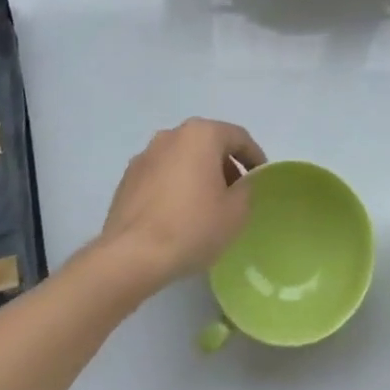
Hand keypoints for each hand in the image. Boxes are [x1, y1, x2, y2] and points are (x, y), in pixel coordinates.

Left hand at [95, 118, 264, 296]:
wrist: (131, 255)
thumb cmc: (191, 227)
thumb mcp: (236, 213)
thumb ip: (246, 190)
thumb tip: (240, 184)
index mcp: (201, 134)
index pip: (238, 137)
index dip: (255, 156)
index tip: (261, 177)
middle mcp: (171, 135)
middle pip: (208, 144)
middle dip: (225, 165)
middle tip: (236, 193)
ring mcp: (146, 155)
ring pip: (182, 158)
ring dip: (198, 174)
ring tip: (206, 205)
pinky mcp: (128, 178)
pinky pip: (161, 174)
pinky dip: (174, 186)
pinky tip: (178, 214)